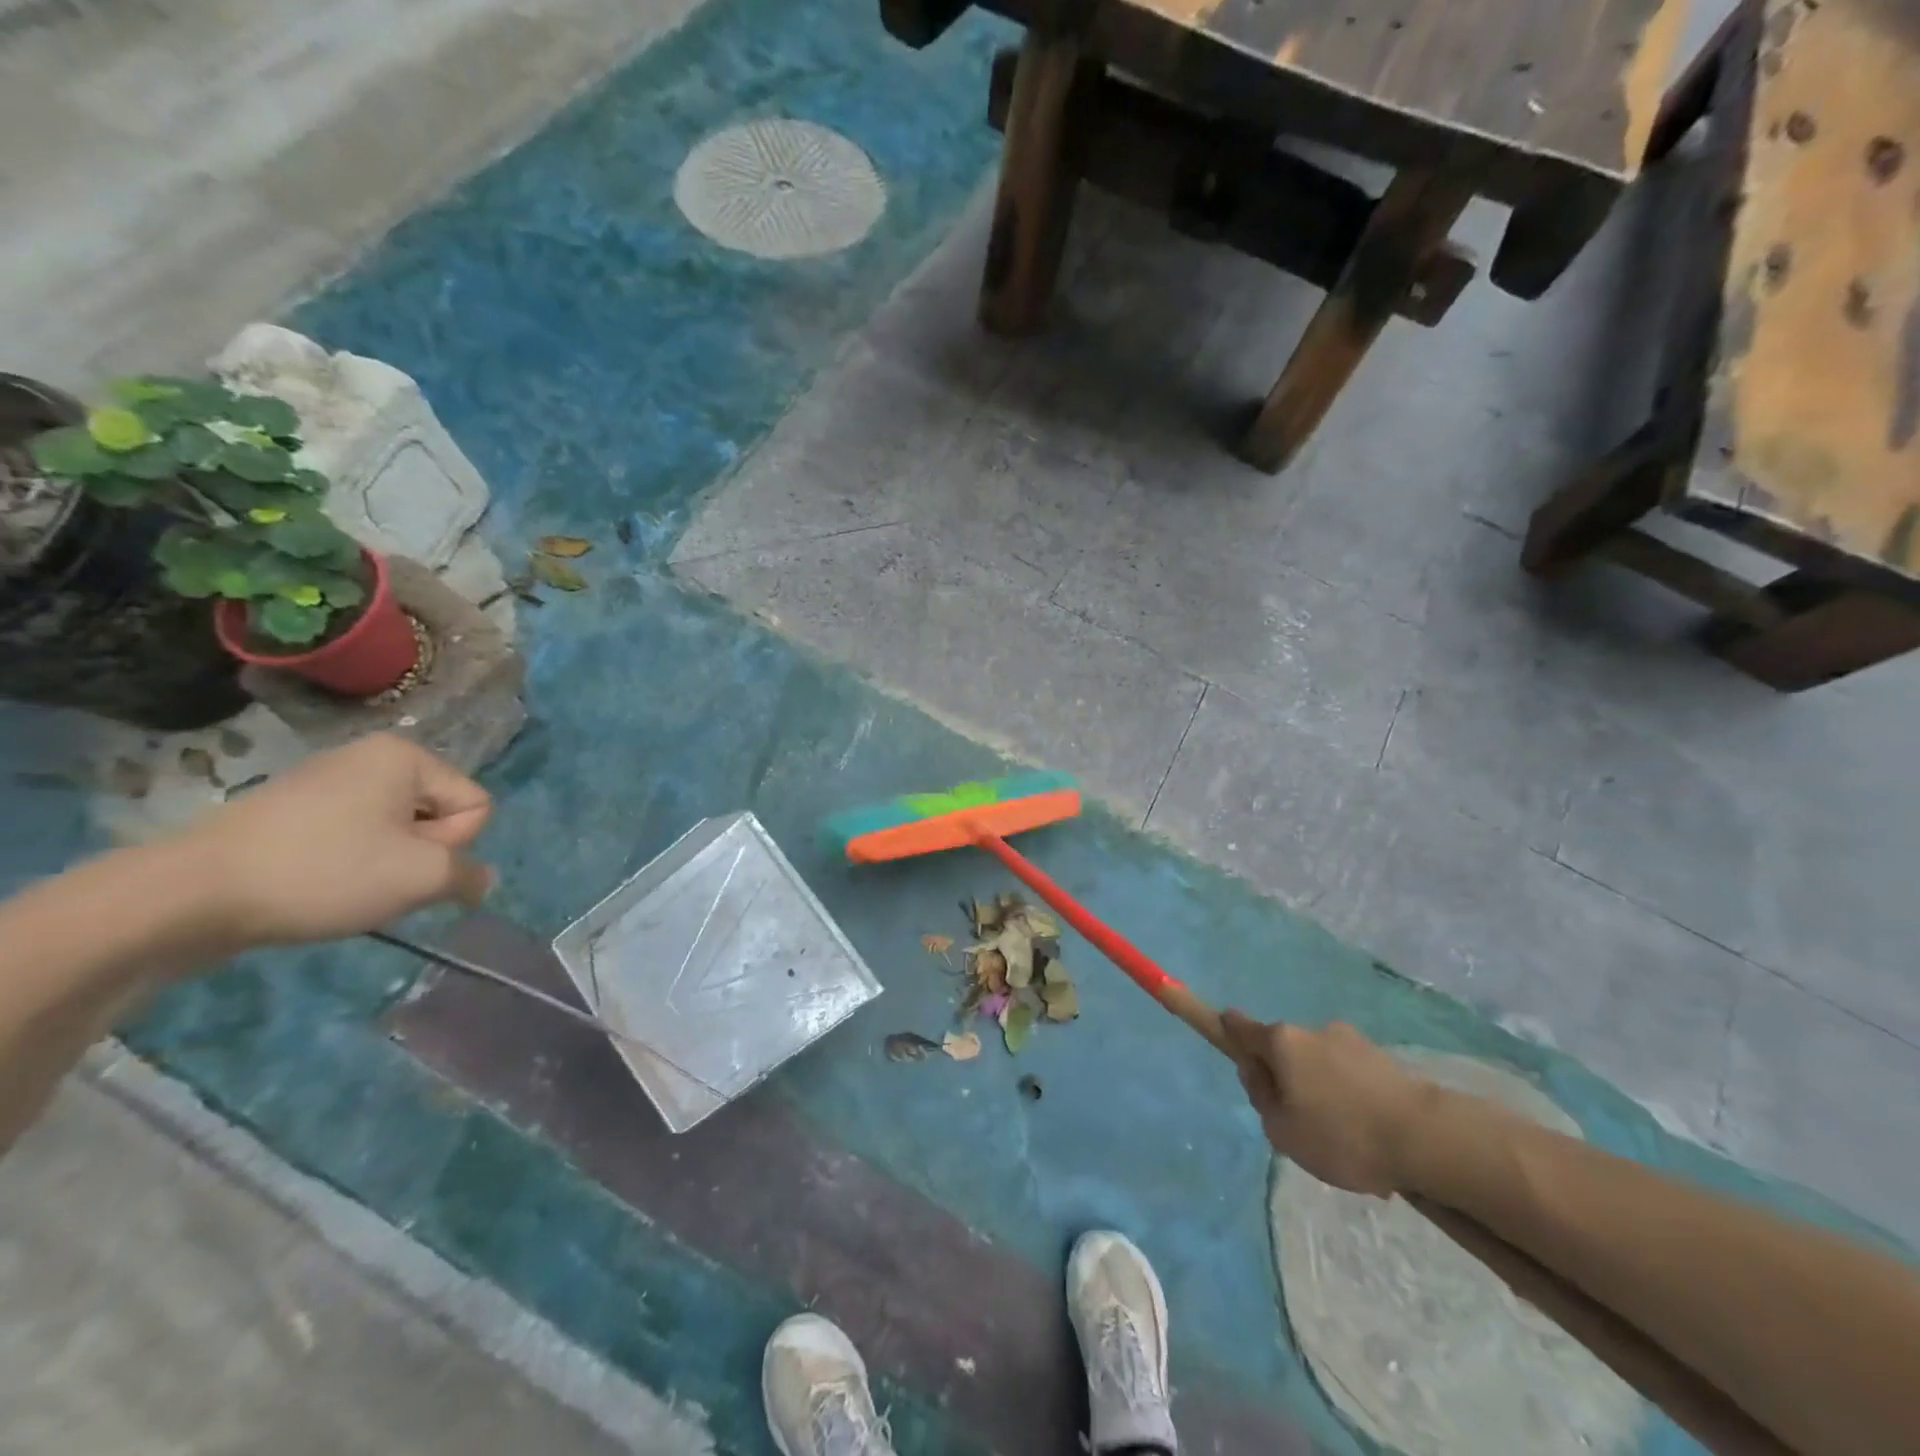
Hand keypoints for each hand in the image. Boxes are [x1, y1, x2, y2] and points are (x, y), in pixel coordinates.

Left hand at [182, 734, 493, 951]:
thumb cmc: (323, 872)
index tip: (405, 864)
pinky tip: (318, 885)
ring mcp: (325, 781)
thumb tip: (479, 880)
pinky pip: (354, 836)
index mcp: (406, 755)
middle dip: (420, 854)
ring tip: (345, 887)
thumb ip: (470, 876)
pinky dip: (350, 865)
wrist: (188, 896)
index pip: (475, 806)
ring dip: (387, 864)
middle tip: (377, 878)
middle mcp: (370, 756)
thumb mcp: (422, 877)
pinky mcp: (291, 811)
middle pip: (437, 815)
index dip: (453, 845)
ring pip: (397, 831)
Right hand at [1222, 1011, 1427, 1195]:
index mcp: (1281, 1041)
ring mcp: (1351, 1040)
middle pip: (1284, 1049)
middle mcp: (1312, 1030)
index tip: (1227, 1042)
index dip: (1226, 1031)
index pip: (1239, 1025)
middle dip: (1286, 1077)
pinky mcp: (1383, 1058)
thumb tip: (1258, 1073)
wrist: (1426, 1139)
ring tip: (1344, 1140)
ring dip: (1322, 1089)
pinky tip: (1368, 1137)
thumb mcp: (1281, 1130)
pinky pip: (1352, 1076)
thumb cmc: (1341, 1135)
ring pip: (1320, 1064)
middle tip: (1299, 1123)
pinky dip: (1351, 1098)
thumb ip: (1260, 1097)